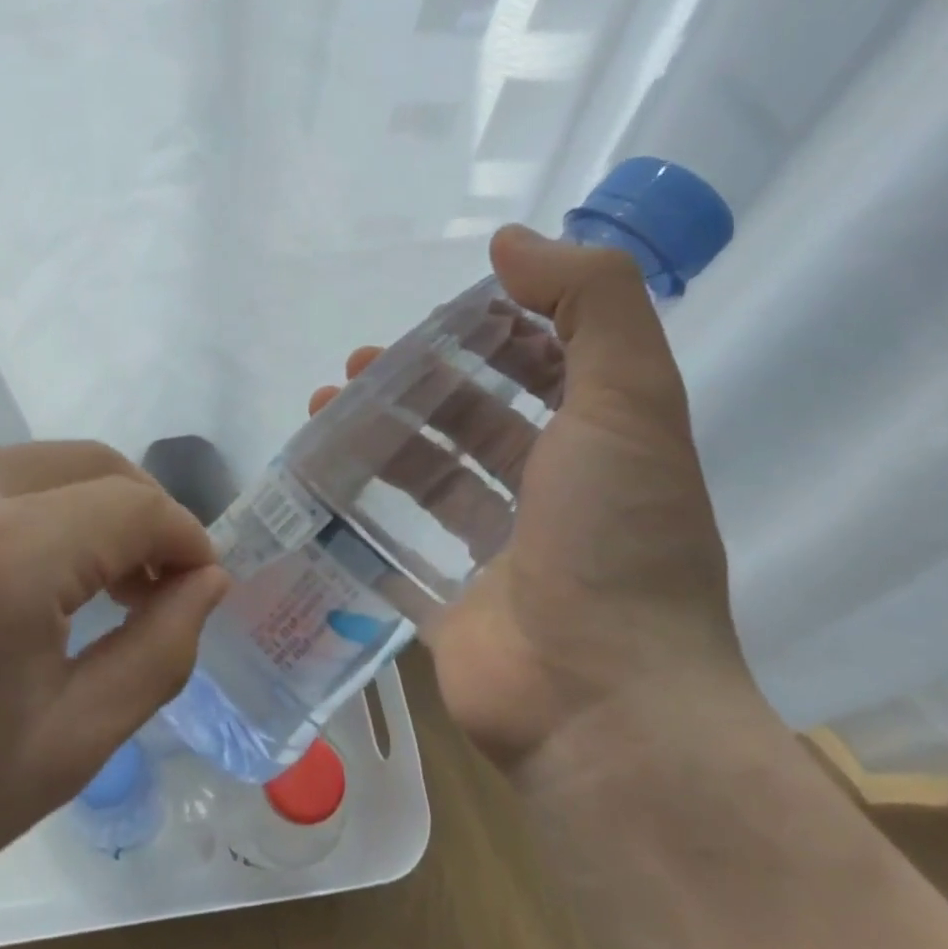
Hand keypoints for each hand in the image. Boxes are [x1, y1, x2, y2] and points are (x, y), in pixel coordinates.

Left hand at [0, 444, 228, 948]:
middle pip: (87, 462)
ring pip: (27, 464)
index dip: (183, 539)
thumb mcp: (65, 748)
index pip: (136, 504)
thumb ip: (159, 651)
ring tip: (64, 589)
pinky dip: (4, 511)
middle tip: (142, 588)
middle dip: (136, 516)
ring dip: (70, 512)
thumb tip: (206, 580)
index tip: (193, 586)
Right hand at [308, 227, 747, 769]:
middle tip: (358, 367)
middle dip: (420, 386)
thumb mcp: (628, 403)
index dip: (498, 334)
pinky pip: (398, 547)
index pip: (549, 369)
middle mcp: (555, 497)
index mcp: (604, 447)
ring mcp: (500, 555)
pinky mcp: (450, 602)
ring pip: (432, 479)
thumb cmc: (616, 542)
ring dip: (381, 440)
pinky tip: (319, 483)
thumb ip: (591, 305)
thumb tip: (512, 242)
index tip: (440, 317)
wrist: (601, 706)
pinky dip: (363, 514)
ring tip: (322, 410)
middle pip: (479, 422)